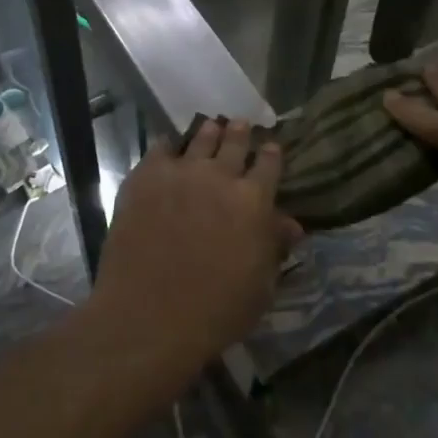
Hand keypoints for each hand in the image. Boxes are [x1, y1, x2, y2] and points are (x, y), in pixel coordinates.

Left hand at [90, 119, 300, 373]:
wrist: (148, 314)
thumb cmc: (215, 310)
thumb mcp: (260, 286)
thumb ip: (274, 247)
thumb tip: (292, 224)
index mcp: (254, 201)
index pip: (269, 165)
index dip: (271, 154)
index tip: (271, 147)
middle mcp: (220, 176)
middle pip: (234, 142)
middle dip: (240, 133)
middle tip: (240, 124)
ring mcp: (180, 172)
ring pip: (200, 140)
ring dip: (209, 133)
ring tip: (211, 126)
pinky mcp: (145, 177)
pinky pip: (159, 149)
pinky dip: (167, 146)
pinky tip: (168, 147)